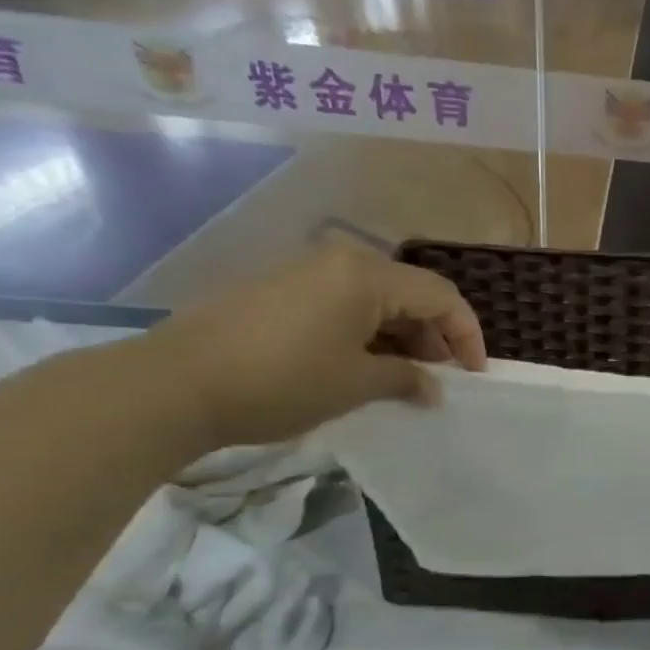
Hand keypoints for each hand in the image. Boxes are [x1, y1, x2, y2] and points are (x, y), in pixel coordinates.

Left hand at [141, 240, 487, 448]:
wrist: (174, 384)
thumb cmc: (281, 380)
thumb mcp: (356, 384)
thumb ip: (406, 379)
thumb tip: (432, 388)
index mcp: (367, 275)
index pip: (441, 296)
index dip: (467, 335)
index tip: (475, 375)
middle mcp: (340, 261)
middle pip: (410, 293)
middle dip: (434, 337)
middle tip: (439, 380)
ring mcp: (306, 273)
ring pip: (377, 300)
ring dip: (401, 338)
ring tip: (404, 380)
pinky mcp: (281, 291)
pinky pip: (344, 305)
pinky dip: (367, 334)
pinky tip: (363, 368)